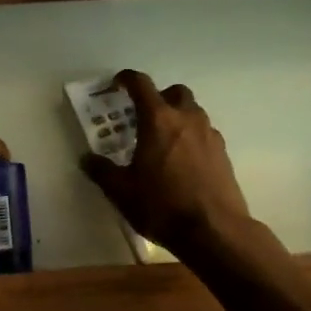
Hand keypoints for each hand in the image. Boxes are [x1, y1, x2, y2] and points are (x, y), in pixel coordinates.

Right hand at [80, 70, 252, 255]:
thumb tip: (86, 159)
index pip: (141, 84)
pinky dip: (192, 138)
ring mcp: (210, 135)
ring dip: (178, 117)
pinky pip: (205, 134)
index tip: (118, 83)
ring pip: (193, 112)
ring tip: (164, 141)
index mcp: (158, 120)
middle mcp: (186, 119)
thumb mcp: (121, 191)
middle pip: (175, 92)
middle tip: (145, 117)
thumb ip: (102, 171)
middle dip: (159, 97)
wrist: (214, 231)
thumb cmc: (162, 205)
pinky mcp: (224, 154)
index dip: (127, 79)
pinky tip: (183, 162)